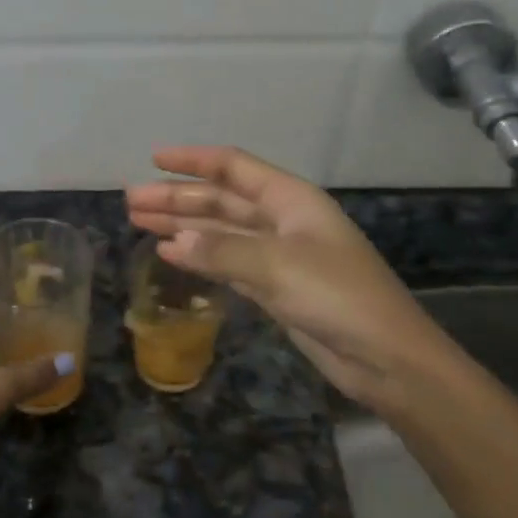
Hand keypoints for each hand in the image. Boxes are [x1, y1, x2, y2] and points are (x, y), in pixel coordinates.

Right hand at [127, 146, 462, 414]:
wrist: (386, 358)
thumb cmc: (338, 297)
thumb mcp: (278, 266)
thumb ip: (222, 250)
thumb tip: (174, 241)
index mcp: (291, 199)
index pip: (234, 167)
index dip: (193, 161)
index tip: (153, 159)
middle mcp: (282, 220)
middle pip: (221, 200)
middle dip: (178, 198)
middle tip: (131, 202)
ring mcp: (278, 254)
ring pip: (221, 231)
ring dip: (183, 225)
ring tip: (139, 222)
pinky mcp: (275, 287)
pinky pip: (227, 262)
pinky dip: (200, 256)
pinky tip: (171, 254)